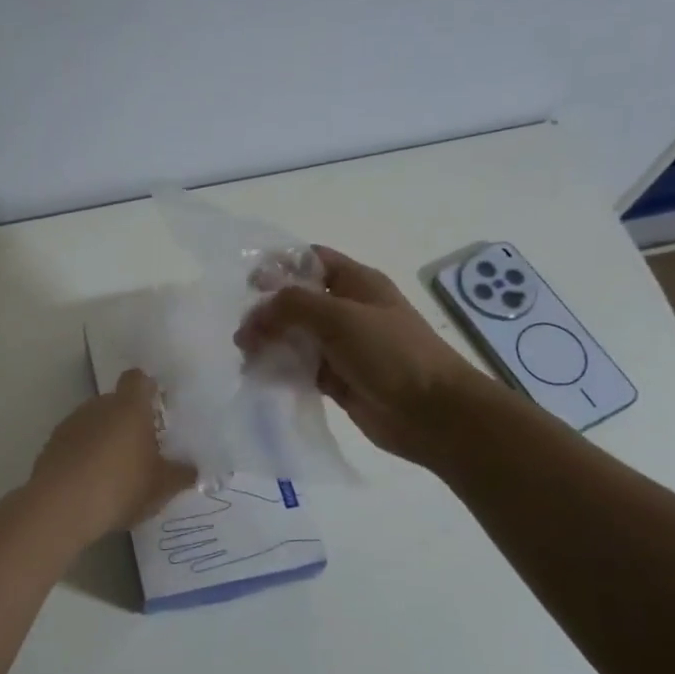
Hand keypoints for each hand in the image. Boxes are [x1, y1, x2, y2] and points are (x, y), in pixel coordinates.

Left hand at [28, 369, 195, 543]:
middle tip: (143, 449)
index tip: (157, 407)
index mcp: (129, 408)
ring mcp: (71, 424)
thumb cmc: (120, 487)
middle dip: (128, 421)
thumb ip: (181, 475)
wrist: (59, 508)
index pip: (138, 379)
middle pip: (116, 403)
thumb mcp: (161, 487)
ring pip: (94, 423)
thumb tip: (192, 469)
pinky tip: (92, 484)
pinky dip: (84, 456)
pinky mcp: (51, 446)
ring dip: (105, 439)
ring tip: (116, 472)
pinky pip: (75, 443)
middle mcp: (98, 406)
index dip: (148, 389)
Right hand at [235, 246, 482, 465]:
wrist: (432, 412)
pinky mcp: (338, 380)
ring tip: (246, 357)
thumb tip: (254, 316)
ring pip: (296, 337)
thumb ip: (292, 307)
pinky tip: (260, 377)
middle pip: (298, 301)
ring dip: (270, 343)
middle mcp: (348, 311)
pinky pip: (302, 369)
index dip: (279, 267)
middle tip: (242, 333)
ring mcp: (343, 347)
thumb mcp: (340, 317)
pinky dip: (281, 370)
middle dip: (267, 311)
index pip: (311, 261)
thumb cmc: (391, 353)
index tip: (247, 285)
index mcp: (357, 283)